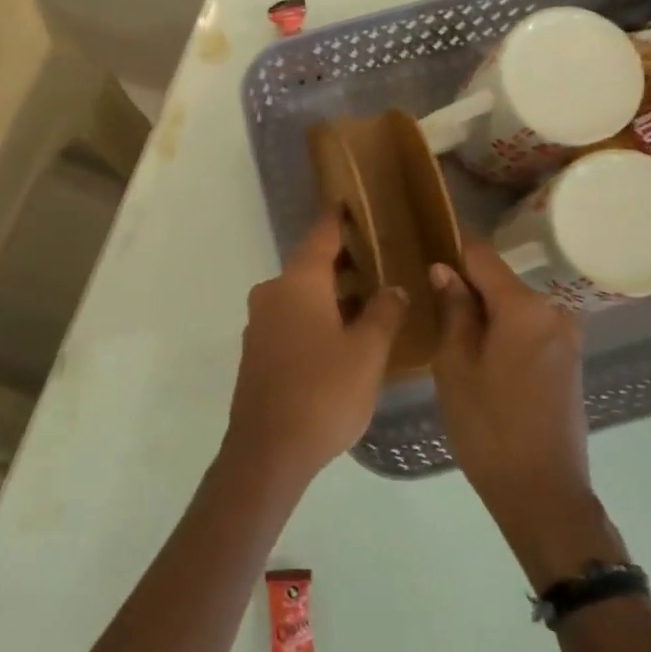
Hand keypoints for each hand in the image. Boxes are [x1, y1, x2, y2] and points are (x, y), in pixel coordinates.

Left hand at [221, 212, 407, 490]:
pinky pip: (289, 318)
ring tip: (368, 297)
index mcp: (297, 283)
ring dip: (329, 292)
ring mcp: (260, 323)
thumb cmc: (324, 392)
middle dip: (342, 261)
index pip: (321, 237)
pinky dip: (314, 315)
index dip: (338, 219)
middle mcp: (272, 294)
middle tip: (379, 258)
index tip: (351, 202)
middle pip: (309, 265)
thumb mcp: (368, 352)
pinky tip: (340, 333)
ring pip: (299, 294)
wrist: (269, 449)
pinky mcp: (257, 351)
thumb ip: (384, 313)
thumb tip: (393, 288)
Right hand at [430, 242, 622, 589]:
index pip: (482, 255)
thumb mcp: (455, 365)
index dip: (451, 245)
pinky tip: (475, 350)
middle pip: (500, 280)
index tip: (421, 240)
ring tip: (443, 323)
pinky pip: (527, 329)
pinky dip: (501, 330)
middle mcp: (554, 311)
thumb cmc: (488, 425)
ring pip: (513, 306)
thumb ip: (454, 310)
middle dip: (464, 283)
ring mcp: (566, 338)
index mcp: (525, 307)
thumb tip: (445, 271)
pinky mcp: (568, 361)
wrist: (542, 490)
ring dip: (482, 309)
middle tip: (424, 294)